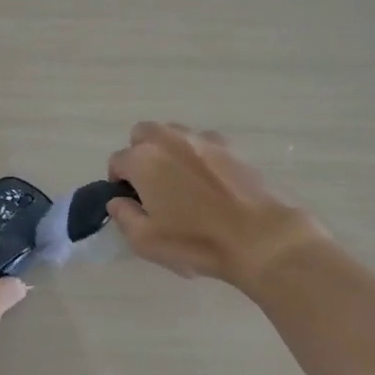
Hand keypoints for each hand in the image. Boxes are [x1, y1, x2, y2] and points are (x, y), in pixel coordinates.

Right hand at [106, 122, 325, 290]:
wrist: (257, 237)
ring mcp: (202, 140)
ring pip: (173, 133)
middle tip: (149, 184)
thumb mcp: (145, 240)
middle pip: (143, 134)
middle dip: (139, 154)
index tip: (128, 201)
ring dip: (166, 150)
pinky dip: (196, 154)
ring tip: (178, 180)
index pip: (118, 161)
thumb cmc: (194, 241)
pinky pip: (202, 142)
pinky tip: (206, 180)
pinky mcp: (229, 147)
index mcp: (144, 160)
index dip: (118, 181)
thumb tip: (118, 200)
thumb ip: (123, 216)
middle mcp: (169, 140)